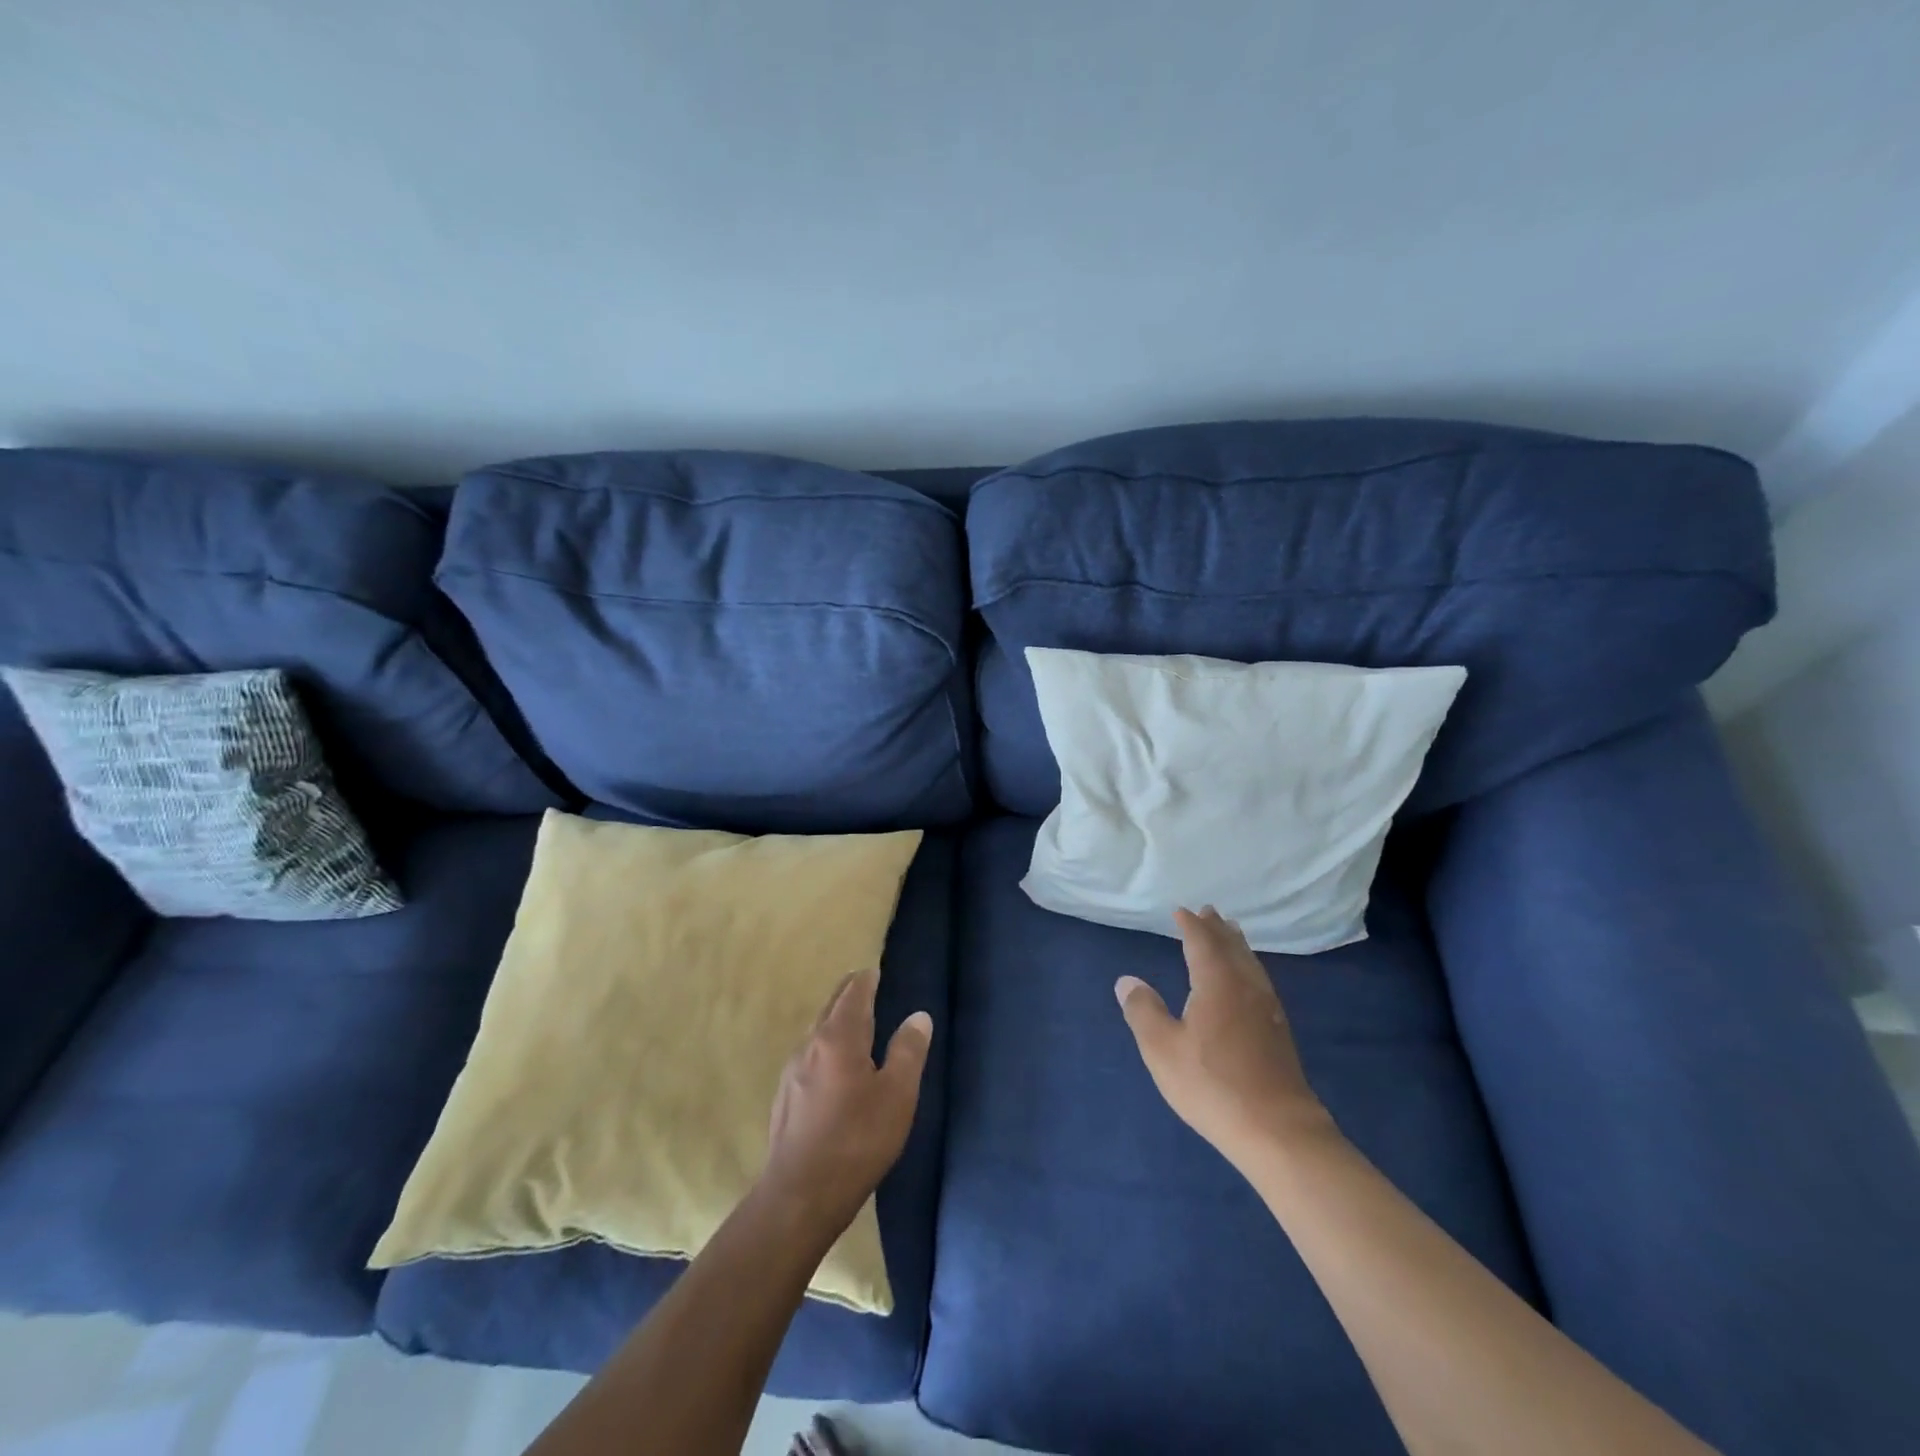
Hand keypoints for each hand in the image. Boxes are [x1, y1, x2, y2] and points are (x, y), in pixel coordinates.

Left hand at [760, 969, 932, 1234]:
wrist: (798, 1196)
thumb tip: (918, 1015)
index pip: (854, 993)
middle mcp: (810, 1044)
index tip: (874, 970)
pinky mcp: (785, 1097)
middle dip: (849, 994)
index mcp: (839, 1037)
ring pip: (817, 1031)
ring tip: (853, 1022)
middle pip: (831, 1007)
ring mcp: (792, 1071)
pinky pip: (809, 1055)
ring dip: (835, 1020)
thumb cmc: (856, 1141)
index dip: (866, 980)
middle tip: (865, 985)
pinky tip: (832, 1065)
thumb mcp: (897, 1096)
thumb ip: (908, 1051)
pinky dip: (825, 1045)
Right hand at [1116, 907, 1333, 1164]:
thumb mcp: (1162, 1049)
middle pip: (1232, 947)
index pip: (1202, 942)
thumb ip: (1143, 1011)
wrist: (1277, 1130)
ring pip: (1250, 963)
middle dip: (1217, 928)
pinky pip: (1260, 980)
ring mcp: (1267, 1009)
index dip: (1190, 925)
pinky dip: (1248, 966)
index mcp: (1217, 983)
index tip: (1181, 911)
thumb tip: (1127, 980)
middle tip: (1209, 911)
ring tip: (1231, 934)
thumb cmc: (1212, 1085)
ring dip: (1237, 945)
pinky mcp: (1279, 1031)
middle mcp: (1245, 986)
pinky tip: (1248, 981)